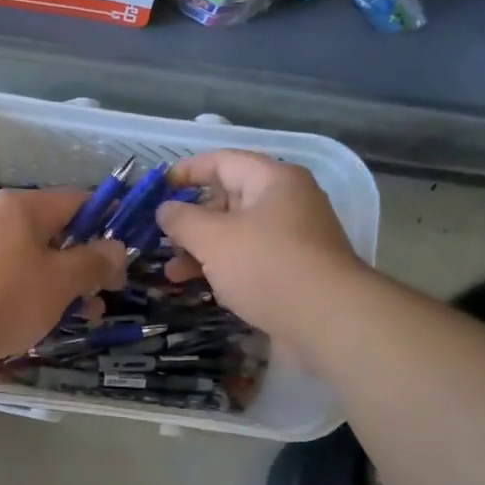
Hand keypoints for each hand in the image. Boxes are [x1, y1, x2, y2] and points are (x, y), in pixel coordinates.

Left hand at [0, 189, 127, 363]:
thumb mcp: (62, 279)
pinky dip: (35, 296)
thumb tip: (116, 249)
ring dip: (64, 286)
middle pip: (56, 234)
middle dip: (86, 265)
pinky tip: (46, 322)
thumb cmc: (8, 295)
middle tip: (105, 294)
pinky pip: (13, 279)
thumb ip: (94, 261)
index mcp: (22, 207)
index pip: (77, 201)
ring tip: (84, 317)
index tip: (127, 250)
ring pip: (35, 261)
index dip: (108, 222)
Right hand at [156, 151, 363, 350]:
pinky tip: (199, 286)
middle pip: (228, 200)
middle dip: (191, 219)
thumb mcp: (214, 238)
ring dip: (201, 250)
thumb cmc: (267, 267)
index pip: (223, 161)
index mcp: (273, 181)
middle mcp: (286, 204)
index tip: (157, 188)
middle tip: (159, 237)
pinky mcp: (291, 273)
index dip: (187, 171)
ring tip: (171, 272)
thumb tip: (165, 210)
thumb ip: (182, 219)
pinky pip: (248, 261)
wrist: (328, 322)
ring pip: (236, 235)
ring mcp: (291, 240)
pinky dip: (222, 269)